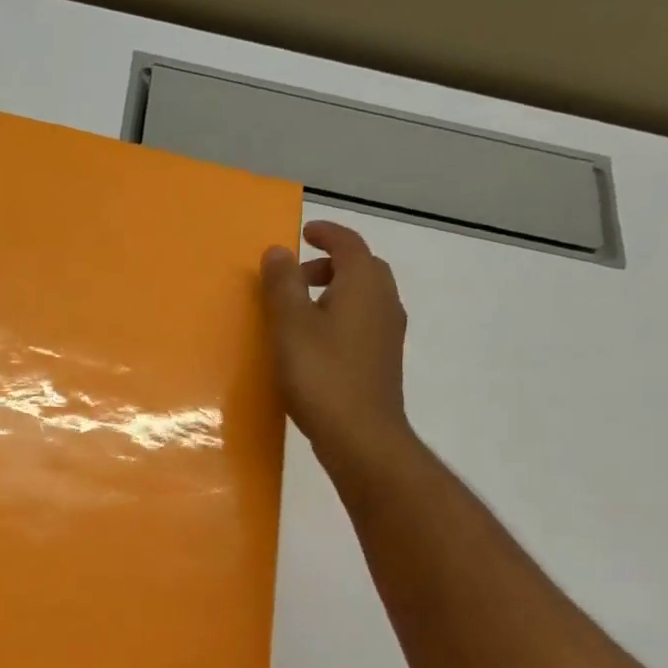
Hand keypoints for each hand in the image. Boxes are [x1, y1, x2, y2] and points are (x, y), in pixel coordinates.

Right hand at [260, 220, 413, 474]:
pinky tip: (316, 342)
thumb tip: (279, 250)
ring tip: (300, 310)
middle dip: (330, 264)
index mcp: (363, 284)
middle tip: (296, 276)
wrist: (361, 435)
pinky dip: (341, 316)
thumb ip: (282, 283)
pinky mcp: (383, 360)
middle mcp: (384, 301)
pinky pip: (363, 322)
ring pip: (364, 296)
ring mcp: (388, 333)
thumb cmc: (321, 374)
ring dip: (335, 291)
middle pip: (361, 268)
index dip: (326, 234)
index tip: (305, 233)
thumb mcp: (290, 325)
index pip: (349, 243)